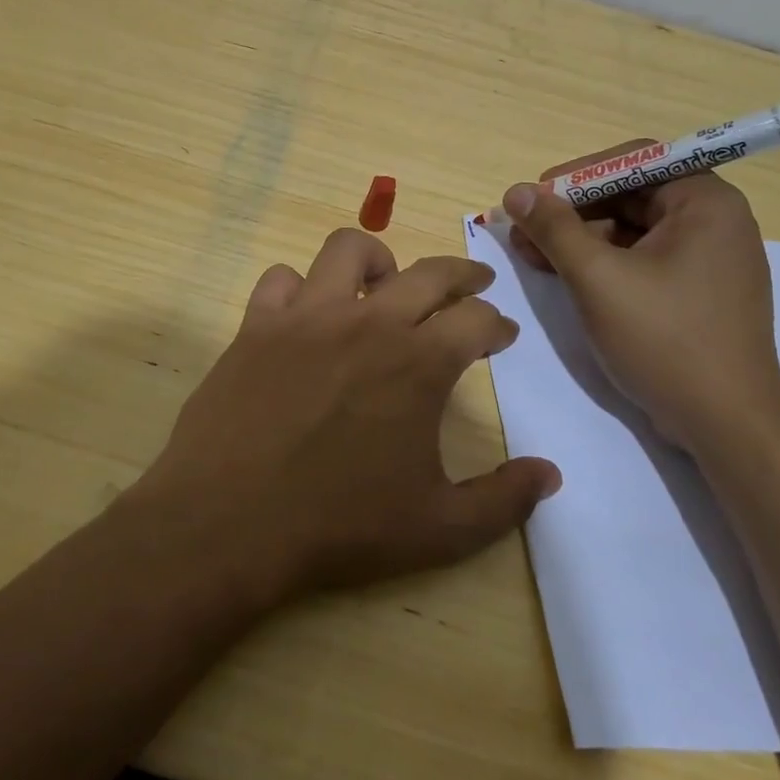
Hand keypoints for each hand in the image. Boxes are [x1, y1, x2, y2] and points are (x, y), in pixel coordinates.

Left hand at [130, 229, 561, 604]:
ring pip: (349, 250)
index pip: (476, 320)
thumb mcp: (439, 529)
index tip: (501, 334)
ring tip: (385, 282)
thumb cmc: (339, 526)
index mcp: (419, 362)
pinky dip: (300, 288)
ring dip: (378, 260)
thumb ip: (503, 500)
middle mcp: (368, 322)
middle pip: (429, 272)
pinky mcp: (257, 324)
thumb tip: (550, 474)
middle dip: (462, 275)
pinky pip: (282, 279)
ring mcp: (307, 316)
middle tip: (474, 286)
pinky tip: (306, 313)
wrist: (229, 522)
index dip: (497, 325)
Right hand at [502, 148, 779, 452]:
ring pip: (633, 230)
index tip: (533, 199)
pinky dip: (603, 263)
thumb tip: (515, 192)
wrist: (726, 423)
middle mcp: (715, 220)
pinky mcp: (698, 291)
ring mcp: (709, 258)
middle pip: (630, 195)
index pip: (633, 161)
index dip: (576, 175)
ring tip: (533, 256)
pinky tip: (565, 276)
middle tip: (525, 232)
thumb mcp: (598, 279)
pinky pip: (643, 259)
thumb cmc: (665, 340)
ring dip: (581, 239)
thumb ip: (554, 229)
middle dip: (572, 212)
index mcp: (705, 202)